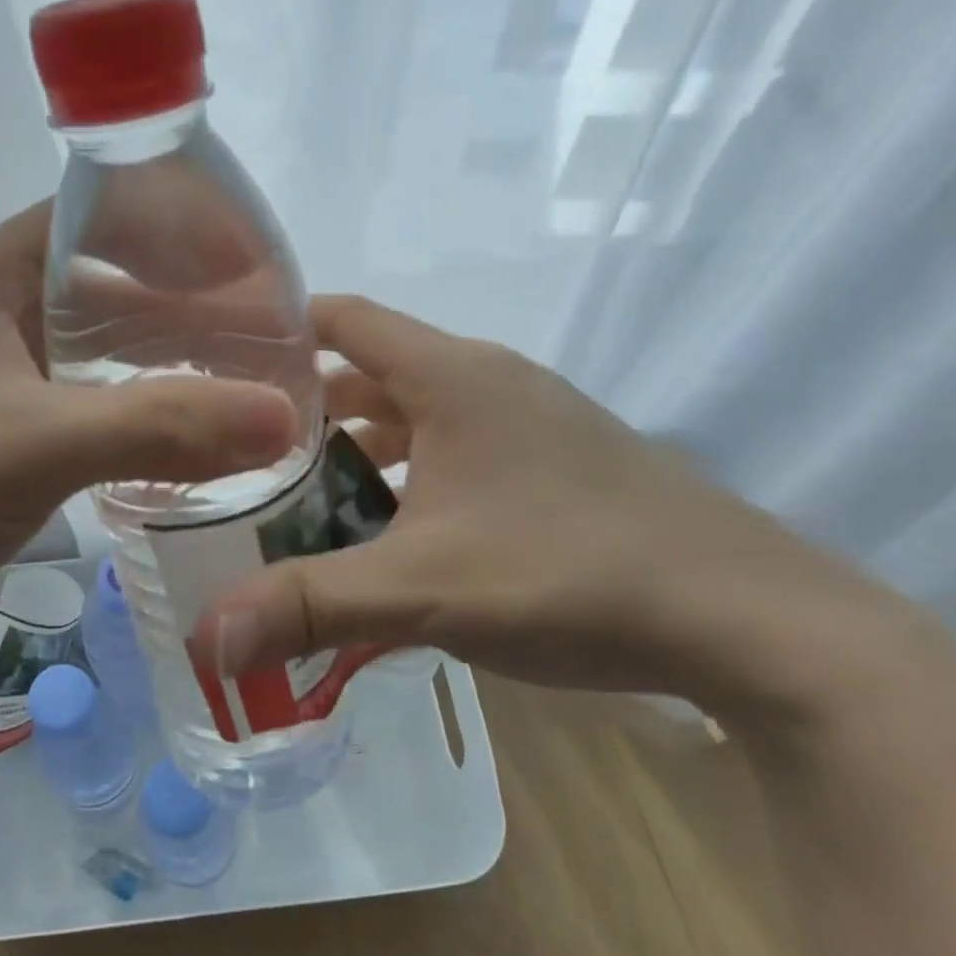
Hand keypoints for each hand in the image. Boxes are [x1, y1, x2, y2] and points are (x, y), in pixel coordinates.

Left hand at [0, 203, 297, 663]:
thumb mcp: (33, 445)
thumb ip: (159, 427)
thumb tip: (283, 418)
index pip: (93, 217)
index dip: (173, 227)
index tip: (248, 263)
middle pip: (101, 288)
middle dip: (180, 307)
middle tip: (259, 338)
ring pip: (90, 353)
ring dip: (155, 367)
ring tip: (234, 387)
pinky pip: (74, 408)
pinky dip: (125, 416)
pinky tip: (173, 442)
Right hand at [203, 295, 893, 707]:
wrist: (749, 618)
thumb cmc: (572, 574)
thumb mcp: (425, 590)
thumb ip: (311, 607)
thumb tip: (206, 638)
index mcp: (452, 376)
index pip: (343, 317)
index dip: (279, 330)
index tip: (220, 362)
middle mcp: (489, 382)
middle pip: (371, 373)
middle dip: (306, 411)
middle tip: (241, 455)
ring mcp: (530, 422)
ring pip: (416, 418)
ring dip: (360, 451)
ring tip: (301, 500)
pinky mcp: (556, 465)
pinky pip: (457, 452)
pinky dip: (410, 478)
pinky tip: (391, 536)